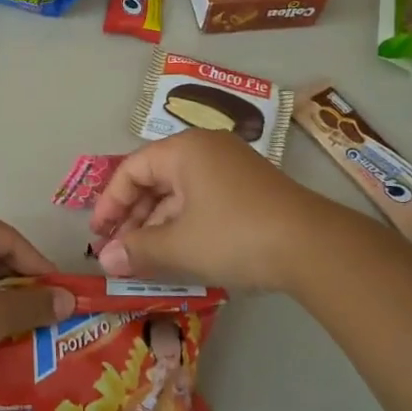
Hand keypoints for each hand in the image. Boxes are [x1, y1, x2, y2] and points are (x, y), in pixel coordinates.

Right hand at [88, 130, 343, 291]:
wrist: (313, 246)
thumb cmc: (235, 235)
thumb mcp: (178, 245)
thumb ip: (137, 250)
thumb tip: (104, 260)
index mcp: (183, 150)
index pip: (131, 170)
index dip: (109, 203)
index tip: (98, 236)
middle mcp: (206, 149)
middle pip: (155, 179)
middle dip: (133, 217)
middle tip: (119, 251)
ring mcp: (232, 167)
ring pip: (180, 192)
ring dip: (158, 224)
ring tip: (145, 258)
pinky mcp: (250, 188)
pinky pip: (203, 200)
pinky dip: (185, 224)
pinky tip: (180, 252)